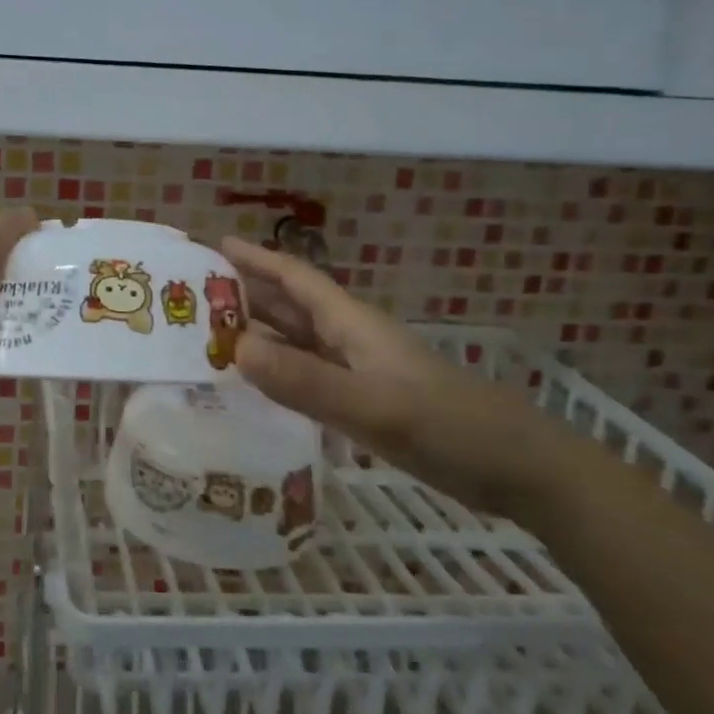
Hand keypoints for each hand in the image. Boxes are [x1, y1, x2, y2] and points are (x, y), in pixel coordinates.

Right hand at [221, 236, 564, 514]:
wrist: (519, 469)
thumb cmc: (449, 428)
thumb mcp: (373, 406)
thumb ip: (305, 380)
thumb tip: (236, 348)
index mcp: (353, 325)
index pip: (296, 279)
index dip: (257, 259)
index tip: (215, 245)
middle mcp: (352, 341)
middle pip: (292, 306)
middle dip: (247, 295)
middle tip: (193, 297)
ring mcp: (361, 372)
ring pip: (299, 342)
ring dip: (259, 335)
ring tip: (210, 339)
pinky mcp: (368, 402)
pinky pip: (309, 376)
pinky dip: (279, 373)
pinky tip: (258, 387)